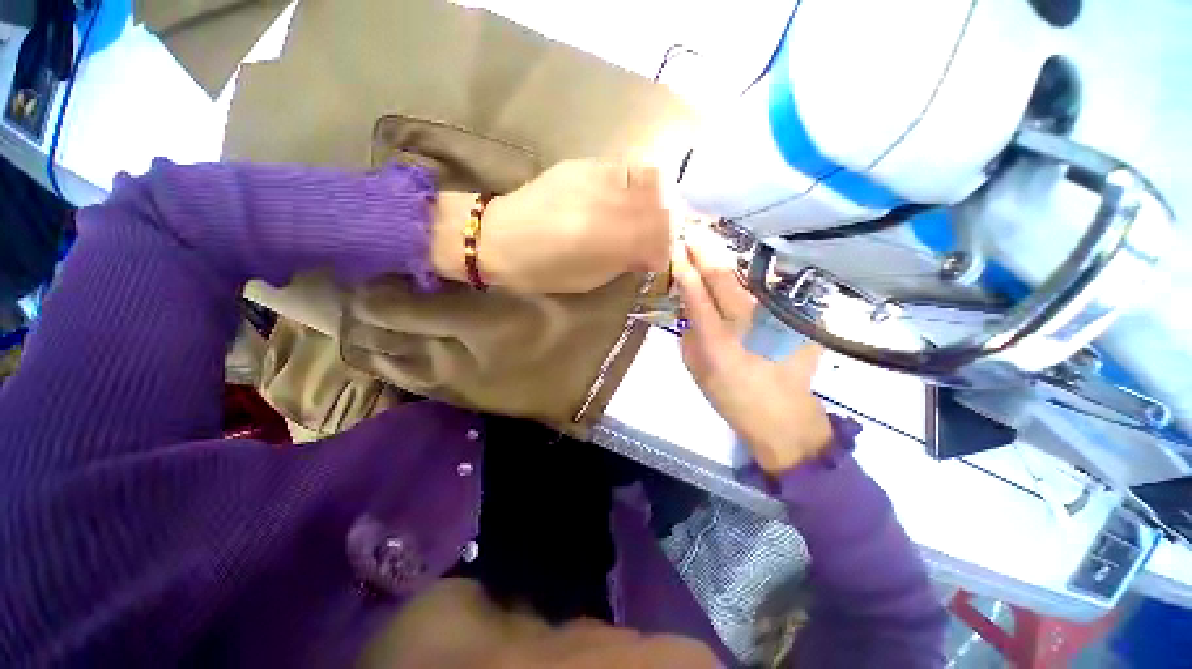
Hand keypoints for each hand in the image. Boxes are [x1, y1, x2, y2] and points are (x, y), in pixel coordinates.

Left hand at [432, 160, 669, 292]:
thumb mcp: (589, 278)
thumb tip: (650, 253)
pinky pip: (626, 168)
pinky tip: (629, 196)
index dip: (664, 249)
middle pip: (658, 207)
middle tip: (658, 238)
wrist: (498, 237)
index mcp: (605, 239)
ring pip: (648, 181)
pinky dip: (638, 183)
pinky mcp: (582, 164)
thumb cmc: (542, 270)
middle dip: (666, 225)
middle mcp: (605, 202)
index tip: (658, 258)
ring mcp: (595, 177)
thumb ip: (624, 262)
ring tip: (647, 216)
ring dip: (656, 201)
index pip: (657, 238)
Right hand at [673, 228, 834, 474]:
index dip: (684, 267)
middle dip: (705, 249)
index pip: (696, 293)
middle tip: (692, 227)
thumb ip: (689, 334)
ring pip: (748, 278)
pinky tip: (744, 269)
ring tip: (711, 237)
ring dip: (728, 256)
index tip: (675, 246)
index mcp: (717, 342)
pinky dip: (752, 278)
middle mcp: (748, 324)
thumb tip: (689, 306)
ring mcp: (777, 319)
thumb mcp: (696, 370)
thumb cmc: (731, 397)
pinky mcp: (797, 320)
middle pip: (724, 276)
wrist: (782, 415)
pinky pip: (769, 292)